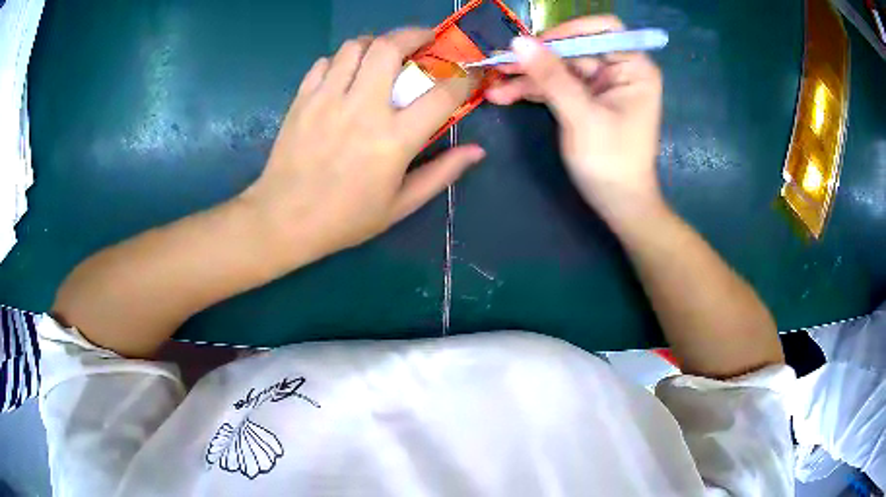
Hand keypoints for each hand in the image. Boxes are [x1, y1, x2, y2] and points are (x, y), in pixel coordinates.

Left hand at [242, 29, 483, 262]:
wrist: (284, 220)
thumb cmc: (345, 218)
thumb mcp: (400, 205)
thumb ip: (442, 173)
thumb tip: (477, 151)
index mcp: (393, 139)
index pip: (442, 93)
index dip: (463, 78)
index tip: (468, 74)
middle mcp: (362, 108)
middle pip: (390, 47)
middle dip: (414, 34)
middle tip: (424, 39)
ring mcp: (327, 99)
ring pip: (354, 47)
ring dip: (376, 43)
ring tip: (383, 54)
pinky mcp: (302, 99)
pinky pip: (325, 62)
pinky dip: (341, 60)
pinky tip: (346, 74)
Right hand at [486, 16, 662, 223]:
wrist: (618, 204)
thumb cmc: (612, 162)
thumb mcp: (581, 116)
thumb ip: (551, 77)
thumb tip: (518, 42)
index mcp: (633, 68)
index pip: (603, 30)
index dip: (569, 31)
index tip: (536, 44)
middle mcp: (619, 70)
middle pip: (574, 48)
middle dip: (538, 57)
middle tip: (500, 64)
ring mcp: (600, 84)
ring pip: (559, 66)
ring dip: (528, 75)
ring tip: (495, 85)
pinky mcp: (585, 99)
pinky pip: (556, 84)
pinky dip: (533, 89)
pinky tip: (504, 95)